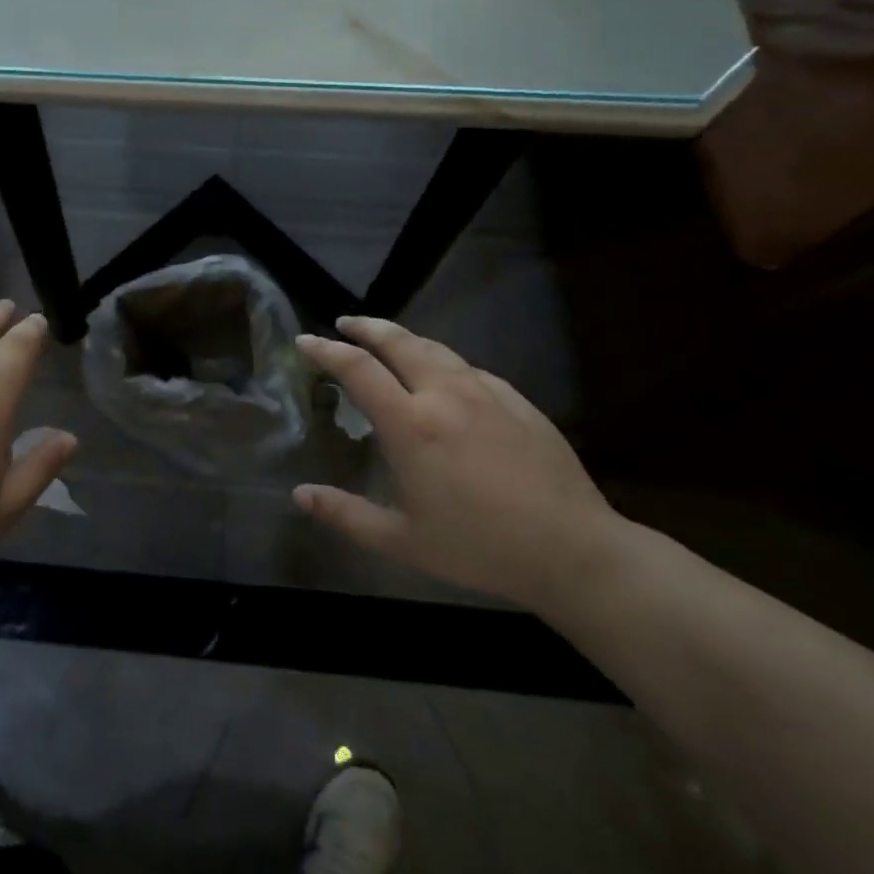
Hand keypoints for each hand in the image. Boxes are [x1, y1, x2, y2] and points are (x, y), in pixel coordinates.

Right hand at [294, 316, 622, 609]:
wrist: (573, 550)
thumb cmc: (479, 547)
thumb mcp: (402, 541)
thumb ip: (346, 514)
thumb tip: (300, 494)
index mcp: (411, 425)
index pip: (358, 369)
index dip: (327, 350)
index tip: (305, 341)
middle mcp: (445, 395)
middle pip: (398, 342)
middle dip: (366, 327)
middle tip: (345, 323)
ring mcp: (486, 393)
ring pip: (436, 349)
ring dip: (404, 338)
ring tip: (387, 340)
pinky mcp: (518, 401)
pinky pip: (469, 368)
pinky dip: (442, 361)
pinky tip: (443, 375)